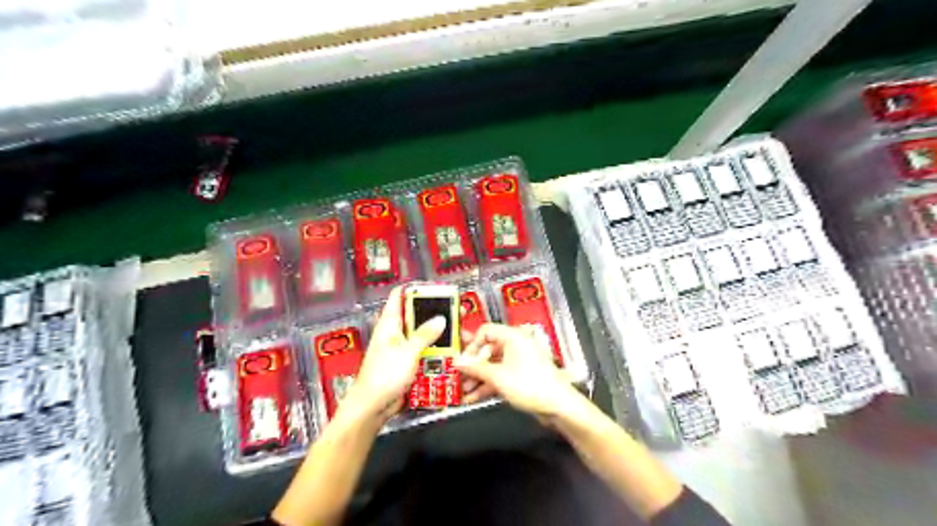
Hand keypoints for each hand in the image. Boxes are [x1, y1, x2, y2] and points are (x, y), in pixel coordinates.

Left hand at [341, 286, 445, 423]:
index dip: (415, 289)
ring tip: (459, 332)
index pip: (399, 296)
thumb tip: (441, 318)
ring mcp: (402, 348)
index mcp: (390, 324)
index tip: (435, 288)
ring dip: (439, 335)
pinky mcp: (408, 363)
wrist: (373, 407)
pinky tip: (452, 352)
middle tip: (457, 312)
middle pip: (417, 316)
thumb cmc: (384, 376)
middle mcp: (396, 333)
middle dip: (436, 314)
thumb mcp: (407, 352)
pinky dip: (437, 351)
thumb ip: (425, 335)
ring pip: (424, 335)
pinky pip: (425, 352)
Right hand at [456, 320, 579, 417]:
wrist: (558, 406)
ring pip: (492, 365)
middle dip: (472, 365)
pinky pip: (499, 375)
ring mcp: (518, 361)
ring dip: (477, 377)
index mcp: (513, 336)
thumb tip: (459, 362)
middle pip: (487, 350)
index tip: (462, 359)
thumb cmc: (533, 385)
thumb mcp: (498, 377)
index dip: (471, 345)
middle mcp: (515, 345)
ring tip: (463, 390)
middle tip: (458, 376)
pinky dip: (487, 384)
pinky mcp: (520, 375)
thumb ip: (476, 368)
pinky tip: (474, 397)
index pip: (485, 331)